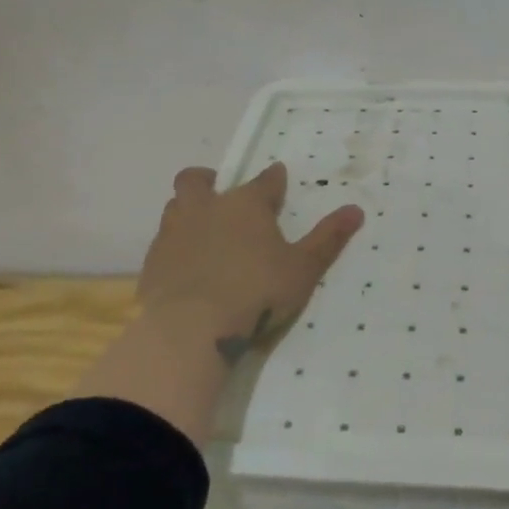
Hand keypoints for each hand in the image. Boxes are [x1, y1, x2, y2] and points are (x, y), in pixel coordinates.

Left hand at [75, 162, 364, 442]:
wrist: (191, 329)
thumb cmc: (257, 292)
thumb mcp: (303, 268)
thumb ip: (328, 238)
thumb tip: (356, 209)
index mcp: (246, 204)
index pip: (265, 181)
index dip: (274, 180)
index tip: (279, 179)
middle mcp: (206, 208)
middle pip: (197, 180)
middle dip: (208, 180)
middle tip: (219, 193)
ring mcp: (174, 233)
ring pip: (175, 207)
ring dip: (189, 211)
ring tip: (203, 230)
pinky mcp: (152, 263)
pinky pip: (163, 243)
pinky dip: (176, 247)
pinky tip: (186, 266)